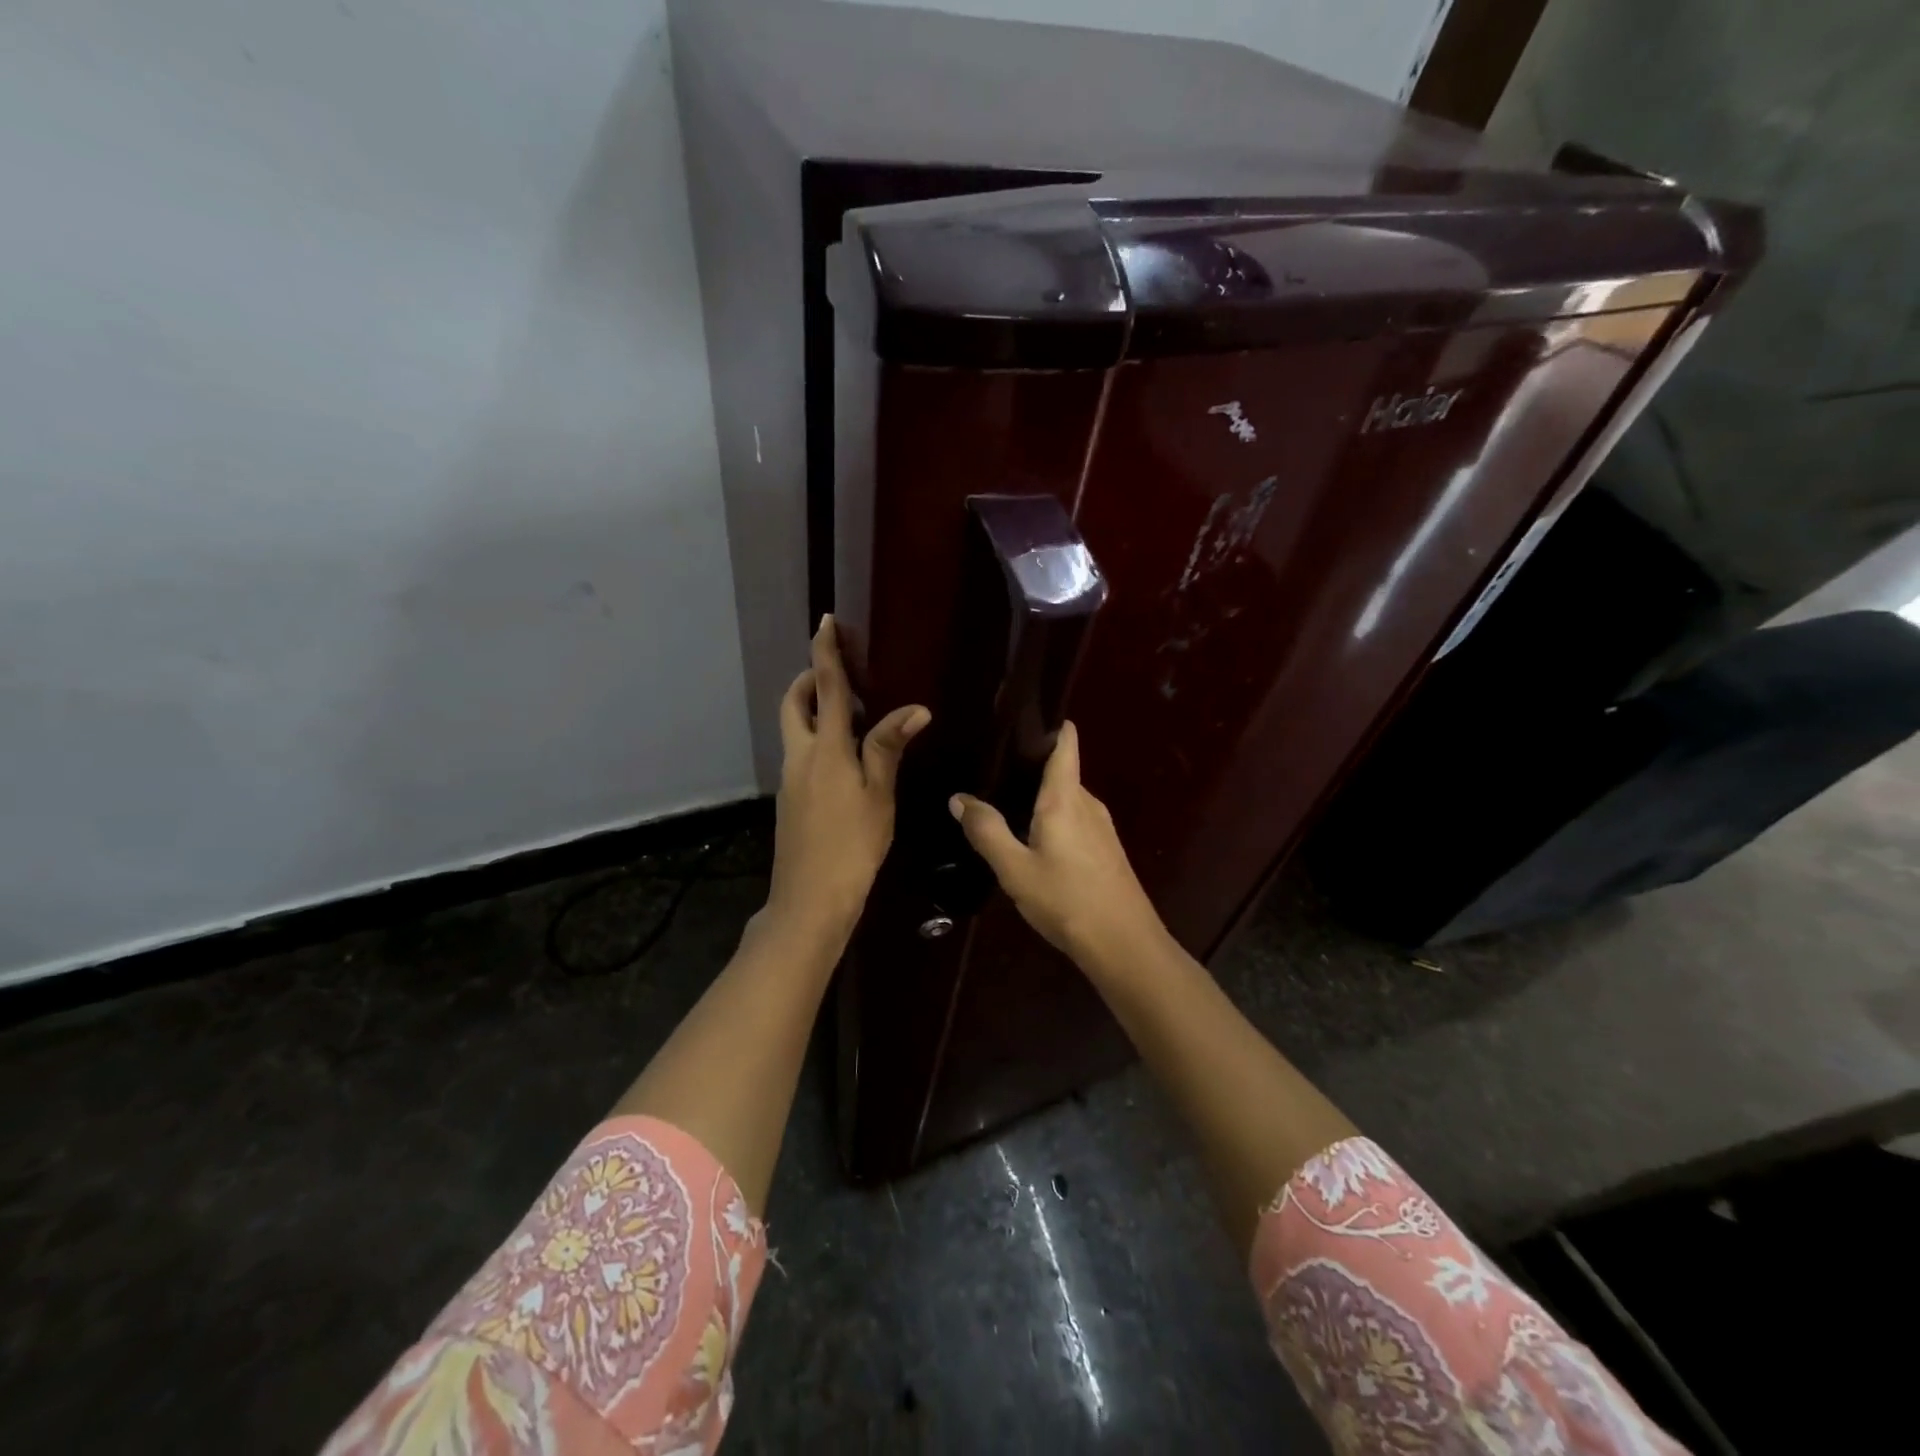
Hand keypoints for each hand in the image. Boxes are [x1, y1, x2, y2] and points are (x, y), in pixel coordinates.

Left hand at [766, 616, 929, 942]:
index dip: (826, 653)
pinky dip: (816, 739)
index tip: (825, 622)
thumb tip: (914, 709)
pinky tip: (845, 759)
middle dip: (809, 680)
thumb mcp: (879, 795)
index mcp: (825, 749)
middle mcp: (800, 756)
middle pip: (795, 704)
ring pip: (795, 729)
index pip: (827, 689)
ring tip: (850, 713)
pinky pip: (800, 753)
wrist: (810, 898)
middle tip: (838, 674)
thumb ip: (888, 748)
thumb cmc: (852, 845)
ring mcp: (790, 778)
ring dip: (813, 710)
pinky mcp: (790, 799)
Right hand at [949, 721, 1167, 970]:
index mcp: (1065, 797)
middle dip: (1031, 766)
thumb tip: (958, 798)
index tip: (1019, 719)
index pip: (1066, 743)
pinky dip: (1053, 818)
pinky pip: (1075, 820)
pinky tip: (1032, 839)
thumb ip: (986, 830)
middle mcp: (1087, 803)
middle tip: (991, 767)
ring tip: (1004, 801)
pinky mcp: (1106, 850)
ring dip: (1040, 796)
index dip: (1049, 724)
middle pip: (1061, 770)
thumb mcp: (1015, 869)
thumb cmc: (1066, 900)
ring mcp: (1101, 827)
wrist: (1124, 944)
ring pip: (1067, 798)